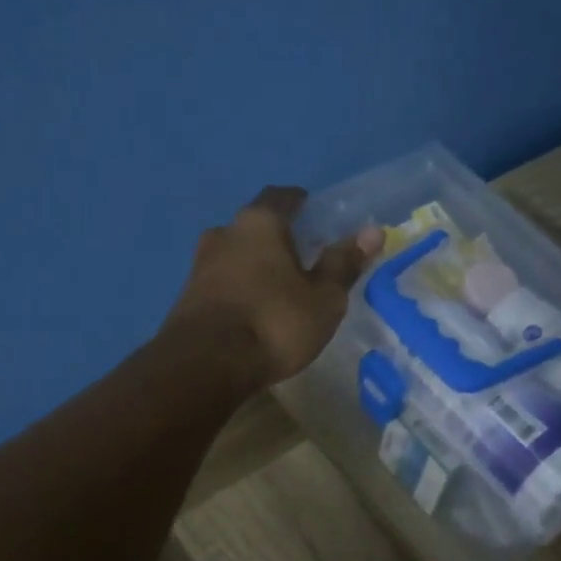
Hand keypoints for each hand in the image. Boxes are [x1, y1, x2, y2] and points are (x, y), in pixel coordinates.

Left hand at [162, 186, 382, 388]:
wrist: (205, 365)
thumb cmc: (274, 323)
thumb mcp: (323, 299)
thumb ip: (343, 264)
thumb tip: (372, 231)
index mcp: (259, 223)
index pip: (282, 196)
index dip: (301, 203)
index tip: (317, 217)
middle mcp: (224, 233)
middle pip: (255, 225)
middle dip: (277, 237)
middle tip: (302, 258)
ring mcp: (200, 264)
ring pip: (235, 254)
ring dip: (254, 265)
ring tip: (277, 288)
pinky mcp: (187, 296)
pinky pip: (221, 282)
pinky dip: (238, 288)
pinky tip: (252, 310)